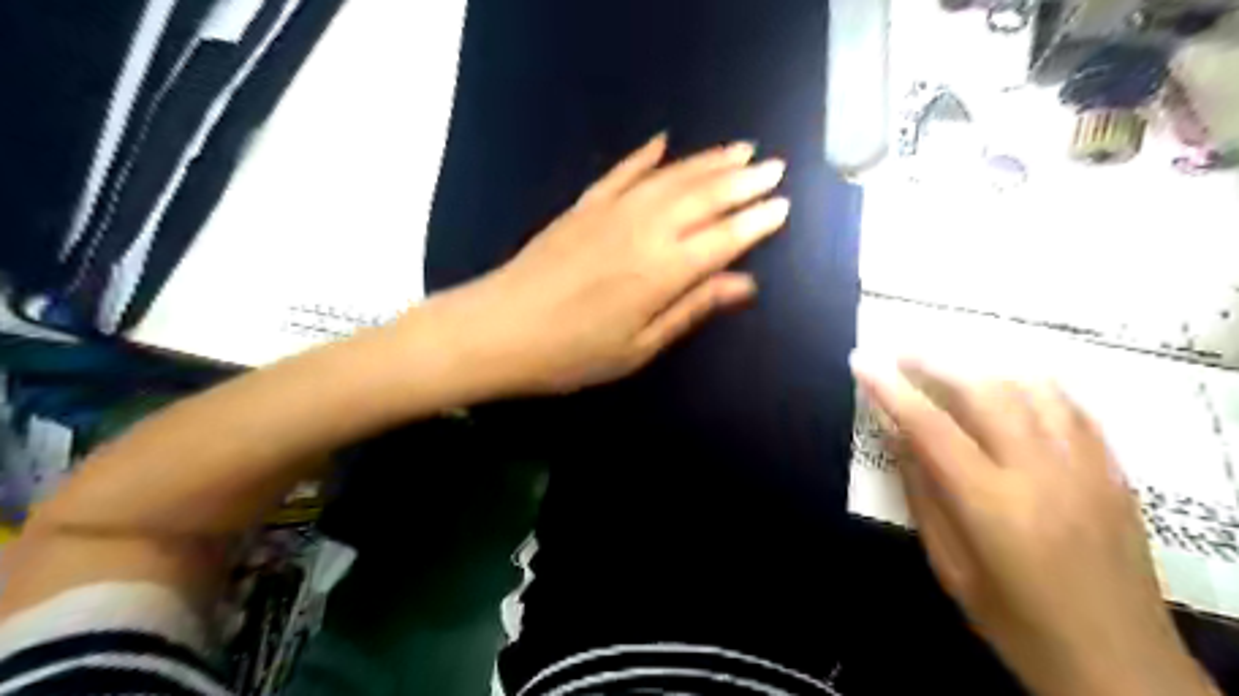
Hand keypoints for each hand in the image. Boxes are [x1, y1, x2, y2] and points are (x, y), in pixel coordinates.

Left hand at [424, 133, 781, 396]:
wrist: (499, 330)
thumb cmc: (573, 354)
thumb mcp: (640, 347)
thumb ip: (692, 309)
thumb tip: (745, 284)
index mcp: (664, 272)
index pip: (724, 238)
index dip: (756, 221)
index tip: (783, 205)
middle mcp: (645, 230)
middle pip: (705, 198)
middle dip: (744, 181)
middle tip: (774, 167)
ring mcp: (612, 211)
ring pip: (671, 177)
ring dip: (708, 161)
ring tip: (739, 148)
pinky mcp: (583, 206)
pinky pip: (621, 172)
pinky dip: (645, 156)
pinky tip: (664, 142)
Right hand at [854, 356, 1217, 694]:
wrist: (1118, 665)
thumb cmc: (1015, 621)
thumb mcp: (949, 563)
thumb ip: (922, 491)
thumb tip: (897, 433)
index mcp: (990, 503)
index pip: (929, 425)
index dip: (890, 387)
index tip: (862, 359)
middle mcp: (1041, 472)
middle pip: (984, 390)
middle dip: (935, 361)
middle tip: (902, 352)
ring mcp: (1086, 467)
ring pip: (1032, 386)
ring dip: (982, 364)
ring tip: (950, 362)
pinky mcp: (1114, 471)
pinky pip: (1071, 406)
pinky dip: (1032, 383)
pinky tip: (1010, 382)